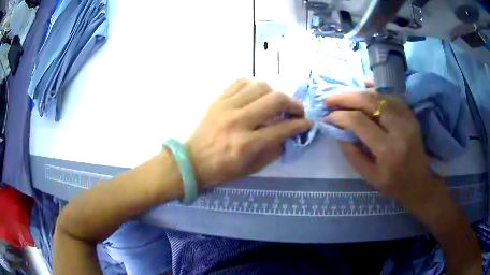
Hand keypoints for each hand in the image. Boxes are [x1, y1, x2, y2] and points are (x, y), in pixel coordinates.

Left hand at [186, 79, 310, 186]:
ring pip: (260, 86)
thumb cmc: (222, 169)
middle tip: (296, 111)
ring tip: (276, 103)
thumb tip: (288, 133)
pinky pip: (241, 82)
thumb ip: (274, 149)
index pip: (282, 128)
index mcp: (247, 144)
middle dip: (293, 104)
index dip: (300, 125)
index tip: (307, 123)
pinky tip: (257, 95)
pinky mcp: (218, 100)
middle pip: (275, 100)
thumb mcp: (252, 168)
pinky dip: (254, 86)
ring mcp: (226, 107)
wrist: (192, 161)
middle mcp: (238, 121)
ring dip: (275, 93)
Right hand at [324, 90, 436, 206]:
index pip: (359, 122)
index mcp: (388, 150)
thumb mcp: (369, 177)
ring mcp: (407, 118)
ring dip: (359, 92)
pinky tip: (364, 87)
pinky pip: (391, 95)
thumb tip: (337, 130)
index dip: (340, 116)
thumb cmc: (393, 184)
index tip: (327, 116)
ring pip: (380, 95)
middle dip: (346, 97)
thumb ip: (352, 153)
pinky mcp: (410, 114)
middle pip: (370, 101)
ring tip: (344, 95)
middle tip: (330, 98)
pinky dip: (375, 90)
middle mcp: (399, 129)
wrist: (419, 182)